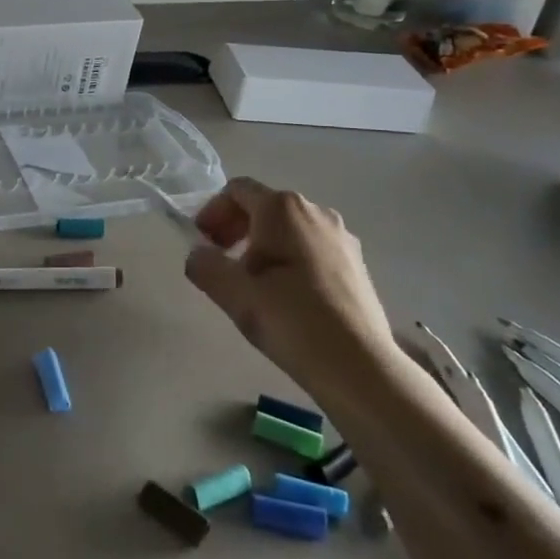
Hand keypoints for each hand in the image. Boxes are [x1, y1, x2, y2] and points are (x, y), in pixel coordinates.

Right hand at [184, 178, 398, 400]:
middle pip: (263, 205)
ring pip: (288, 227)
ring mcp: (341, 236)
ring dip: (261, 244)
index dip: (212, 212)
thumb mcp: (234, 293)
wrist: (361, 367)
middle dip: (235, 227)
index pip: (236, 191)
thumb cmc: (291, 320)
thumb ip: (205, 265)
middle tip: (220, 261)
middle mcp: (315, 211)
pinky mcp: (356, 262)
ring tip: (251, 282)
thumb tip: (198, 254)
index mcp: (283, 208)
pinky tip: (286, 295)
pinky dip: (289, 257)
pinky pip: (311, 246)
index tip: (202, 244)